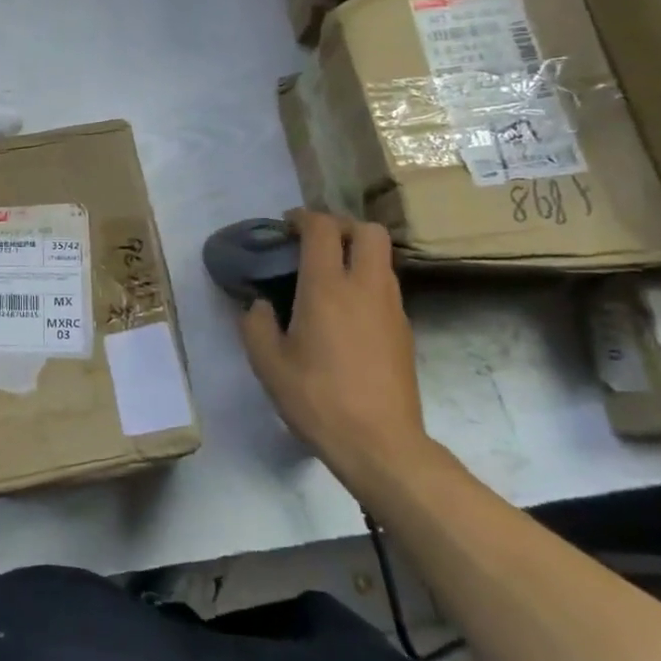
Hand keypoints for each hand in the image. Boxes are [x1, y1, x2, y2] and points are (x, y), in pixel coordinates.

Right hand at [238, 210, 434, 495]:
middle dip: (342, 226)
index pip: (323, 228)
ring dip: (357, 253)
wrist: (380, 443)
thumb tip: (259, 305)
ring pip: (382, 258)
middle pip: (367, 230)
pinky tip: (346, 312)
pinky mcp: (404, 330)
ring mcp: (391, 307)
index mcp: (327, 287)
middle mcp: (365, 287)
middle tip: (316, 244)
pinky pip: (386, 286)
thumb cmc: (317, 398)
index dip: (303, 218)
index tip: (286, 226)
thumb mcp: (267, 364)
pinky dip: (367, 282)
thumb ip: (255, 324)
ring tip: (329, 276)